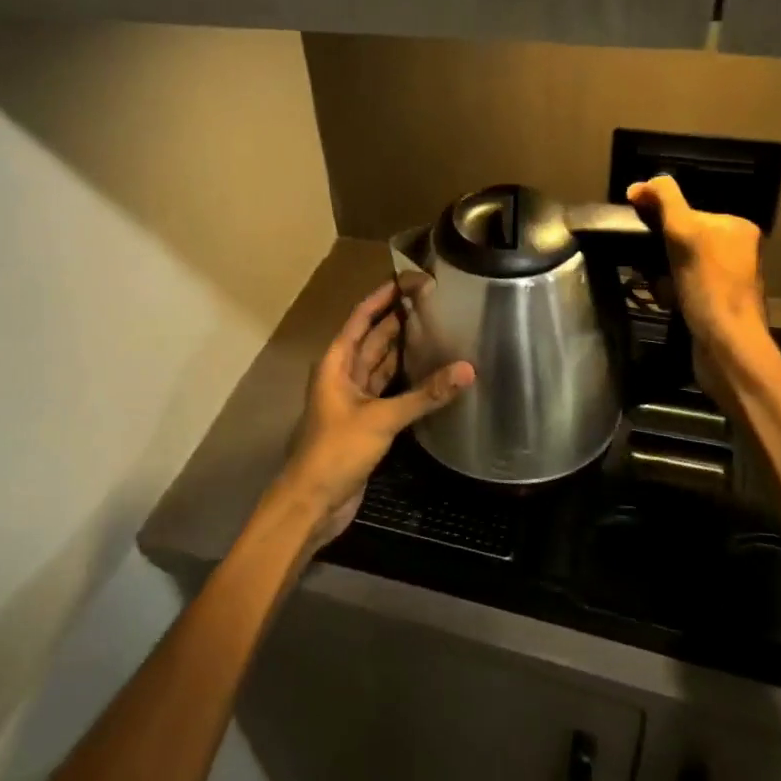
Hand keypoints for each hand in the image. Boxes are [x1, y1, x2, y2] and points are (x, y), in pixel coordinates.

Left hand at [274, 278, 473, 551]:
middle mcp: (344, 374)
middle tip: (434, 300)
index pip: (361, 318)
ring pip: (381, 363)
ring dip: (403, 347)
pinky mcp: (367, 420)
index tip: (410, 279)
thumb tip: (467, 370)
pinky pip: (388, 389)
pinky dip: (406, 378)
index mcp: (336, 362)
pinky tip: (429, 370)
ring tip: (437, 327)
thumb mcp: (381, 419)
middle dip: (398, 318)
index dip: (383, 297)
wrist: (313, 501)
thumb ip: (424, 395)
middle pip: (373, 337)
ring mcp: (355, 398)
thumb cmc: (337, 451)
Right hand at [626, 175, 769, 400]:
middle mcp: (738, 249)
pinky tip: (667, 302)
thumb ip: (665, 200)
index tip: (637, 230)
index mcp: (737, 226)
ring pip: (678, 264)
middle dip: (658, 252)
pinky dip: (670, 292)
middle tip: (649, 266)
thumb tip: (643, 183)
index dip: (658, 220)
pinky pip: (683, 286)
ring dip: (661, 274)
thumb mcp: (684, 231)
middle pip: (680, 238)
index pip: (686, 210)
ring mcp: (729, 278)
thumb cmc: (708, 286)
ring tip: (658, 287)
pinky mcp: (717, 303)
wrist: (726, 346)